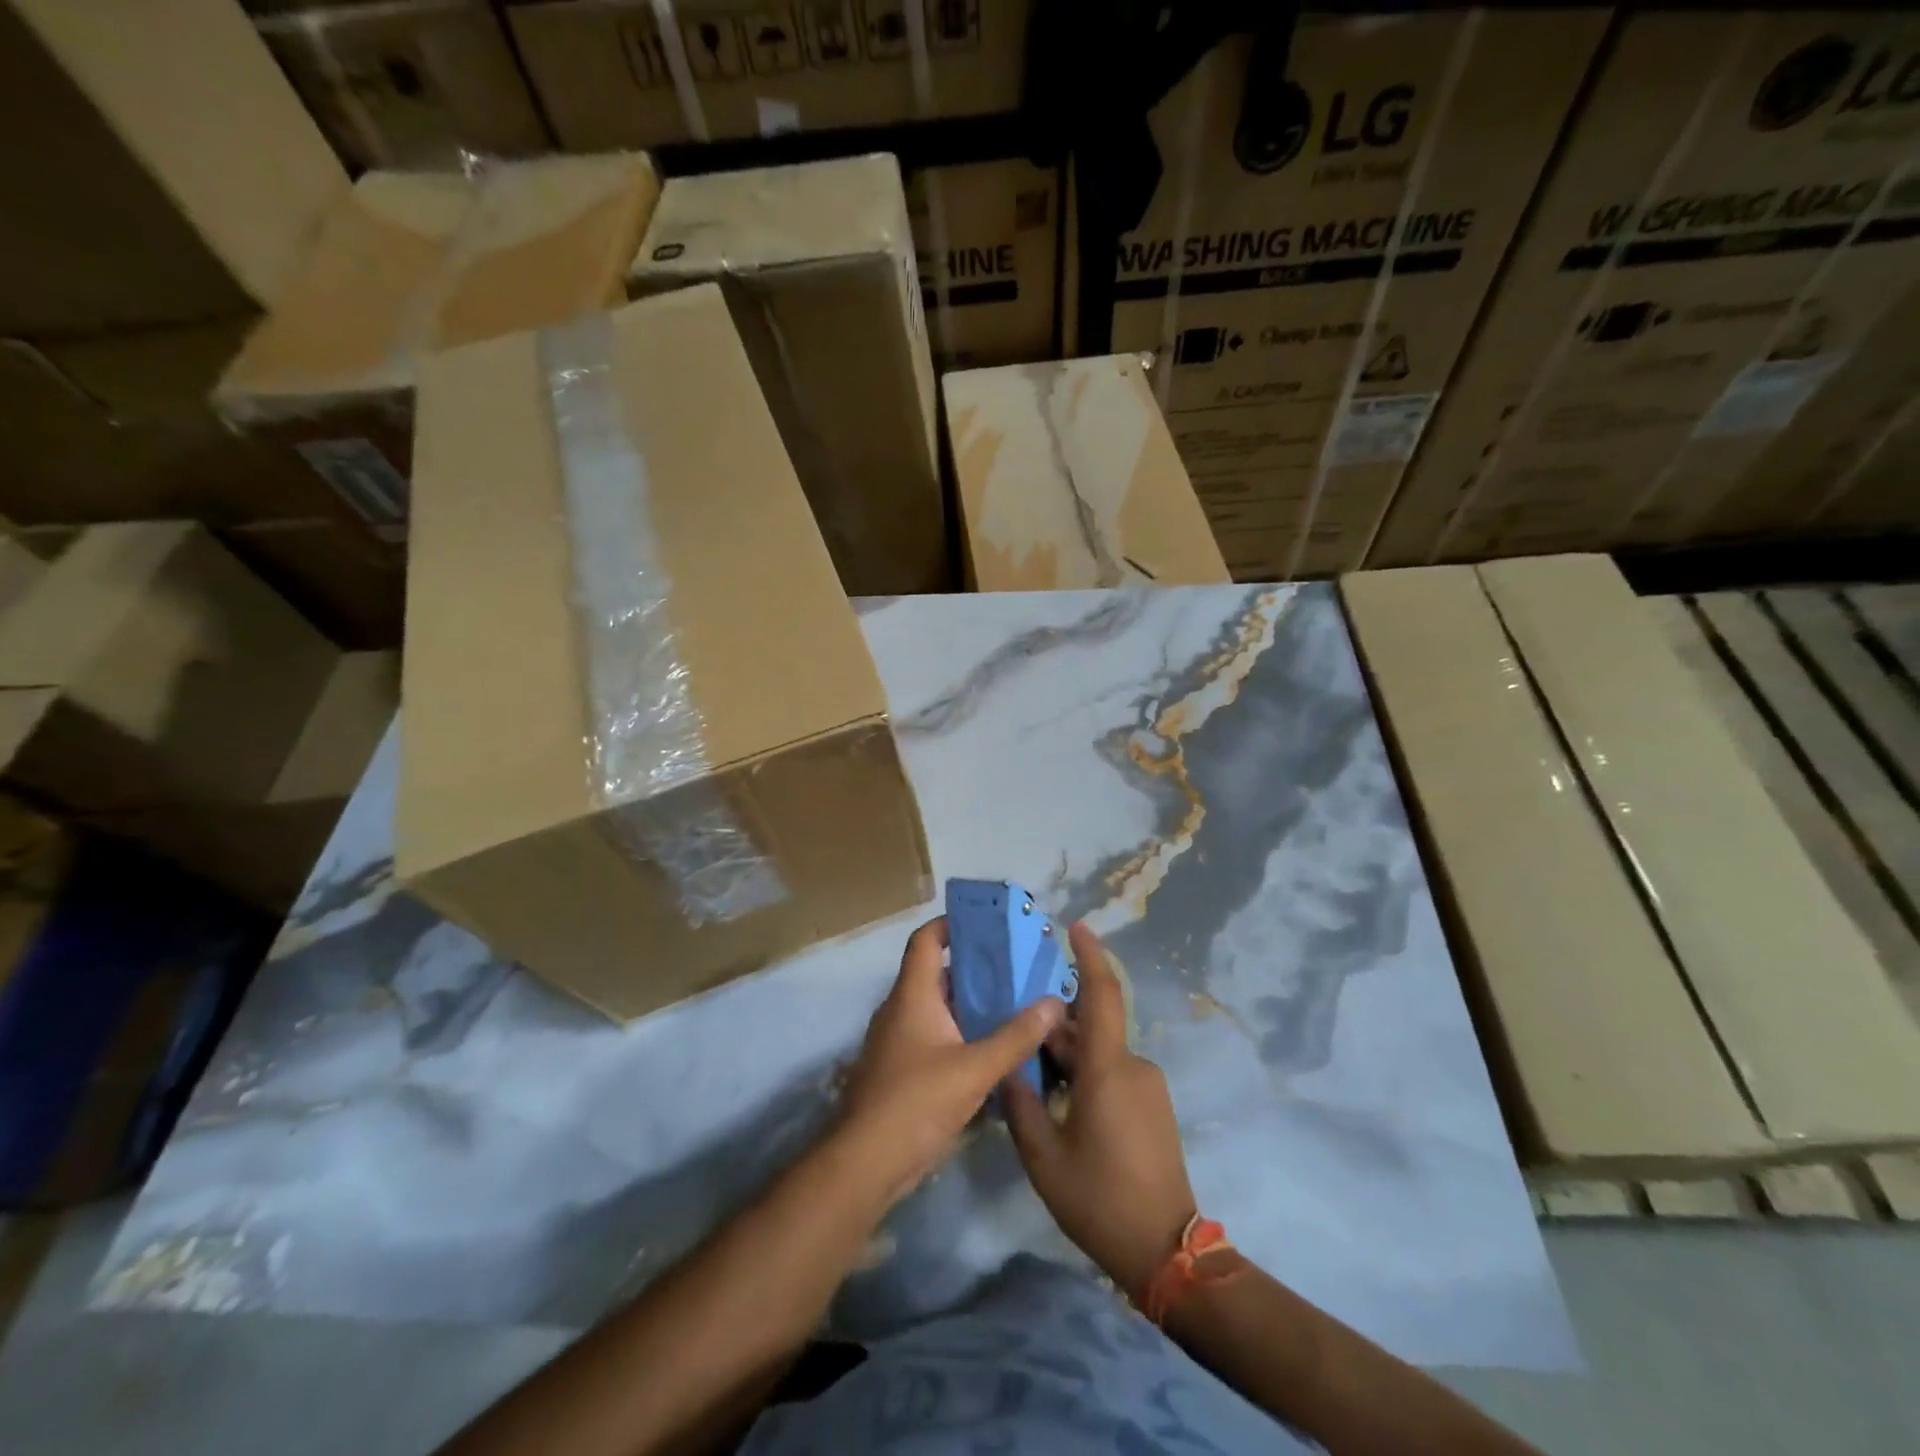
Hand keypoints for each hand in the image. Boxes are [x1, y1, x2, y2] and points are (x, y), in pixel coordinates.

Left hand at [839, 916, 1064, 1205]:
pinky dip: (962, 1036)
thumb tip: (1055, 1002)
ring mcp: (898, 1042)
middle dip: (976, 970)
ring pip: (939, 1010)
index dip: (952, 924)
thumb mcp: (975, 1068)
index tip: (988, 925)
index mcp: (912, 995)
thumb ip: (1016, 1036)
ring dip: (972, 1006)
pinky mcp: (902, 1071)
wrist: (866, 1163)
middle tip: (1018, 970)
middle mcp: (901, 1010)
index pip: (926, 940)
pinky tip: (994, 1053)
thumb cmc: (916, 1101)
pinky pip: (935, 1039)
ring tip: (1015, 1007)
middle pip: (938, 974)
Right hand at [1004, 922, 1195, 1301]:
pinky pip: (1114, 1072)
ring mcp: (1148, 1085)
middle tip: (1017, 1031)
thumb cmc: (1099, 1198)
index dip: (1090, 955)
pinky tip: (1061, 1101)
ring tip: (1032, 1074)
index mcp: (1107, 1068)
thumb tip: (1009, 1068)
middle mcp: (1133, 1065)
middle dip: (1055, 1026)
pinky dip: (1086, 1073)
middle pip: (1089, 1028)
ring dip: (1069, 1055)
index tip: (1076, 926)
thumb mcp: (1043, 1156)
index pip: (1101, 994)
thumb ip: (1020, 1104)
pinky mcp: (1153, 1105)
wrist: (1165, 1249)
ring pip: (1100, 1053)